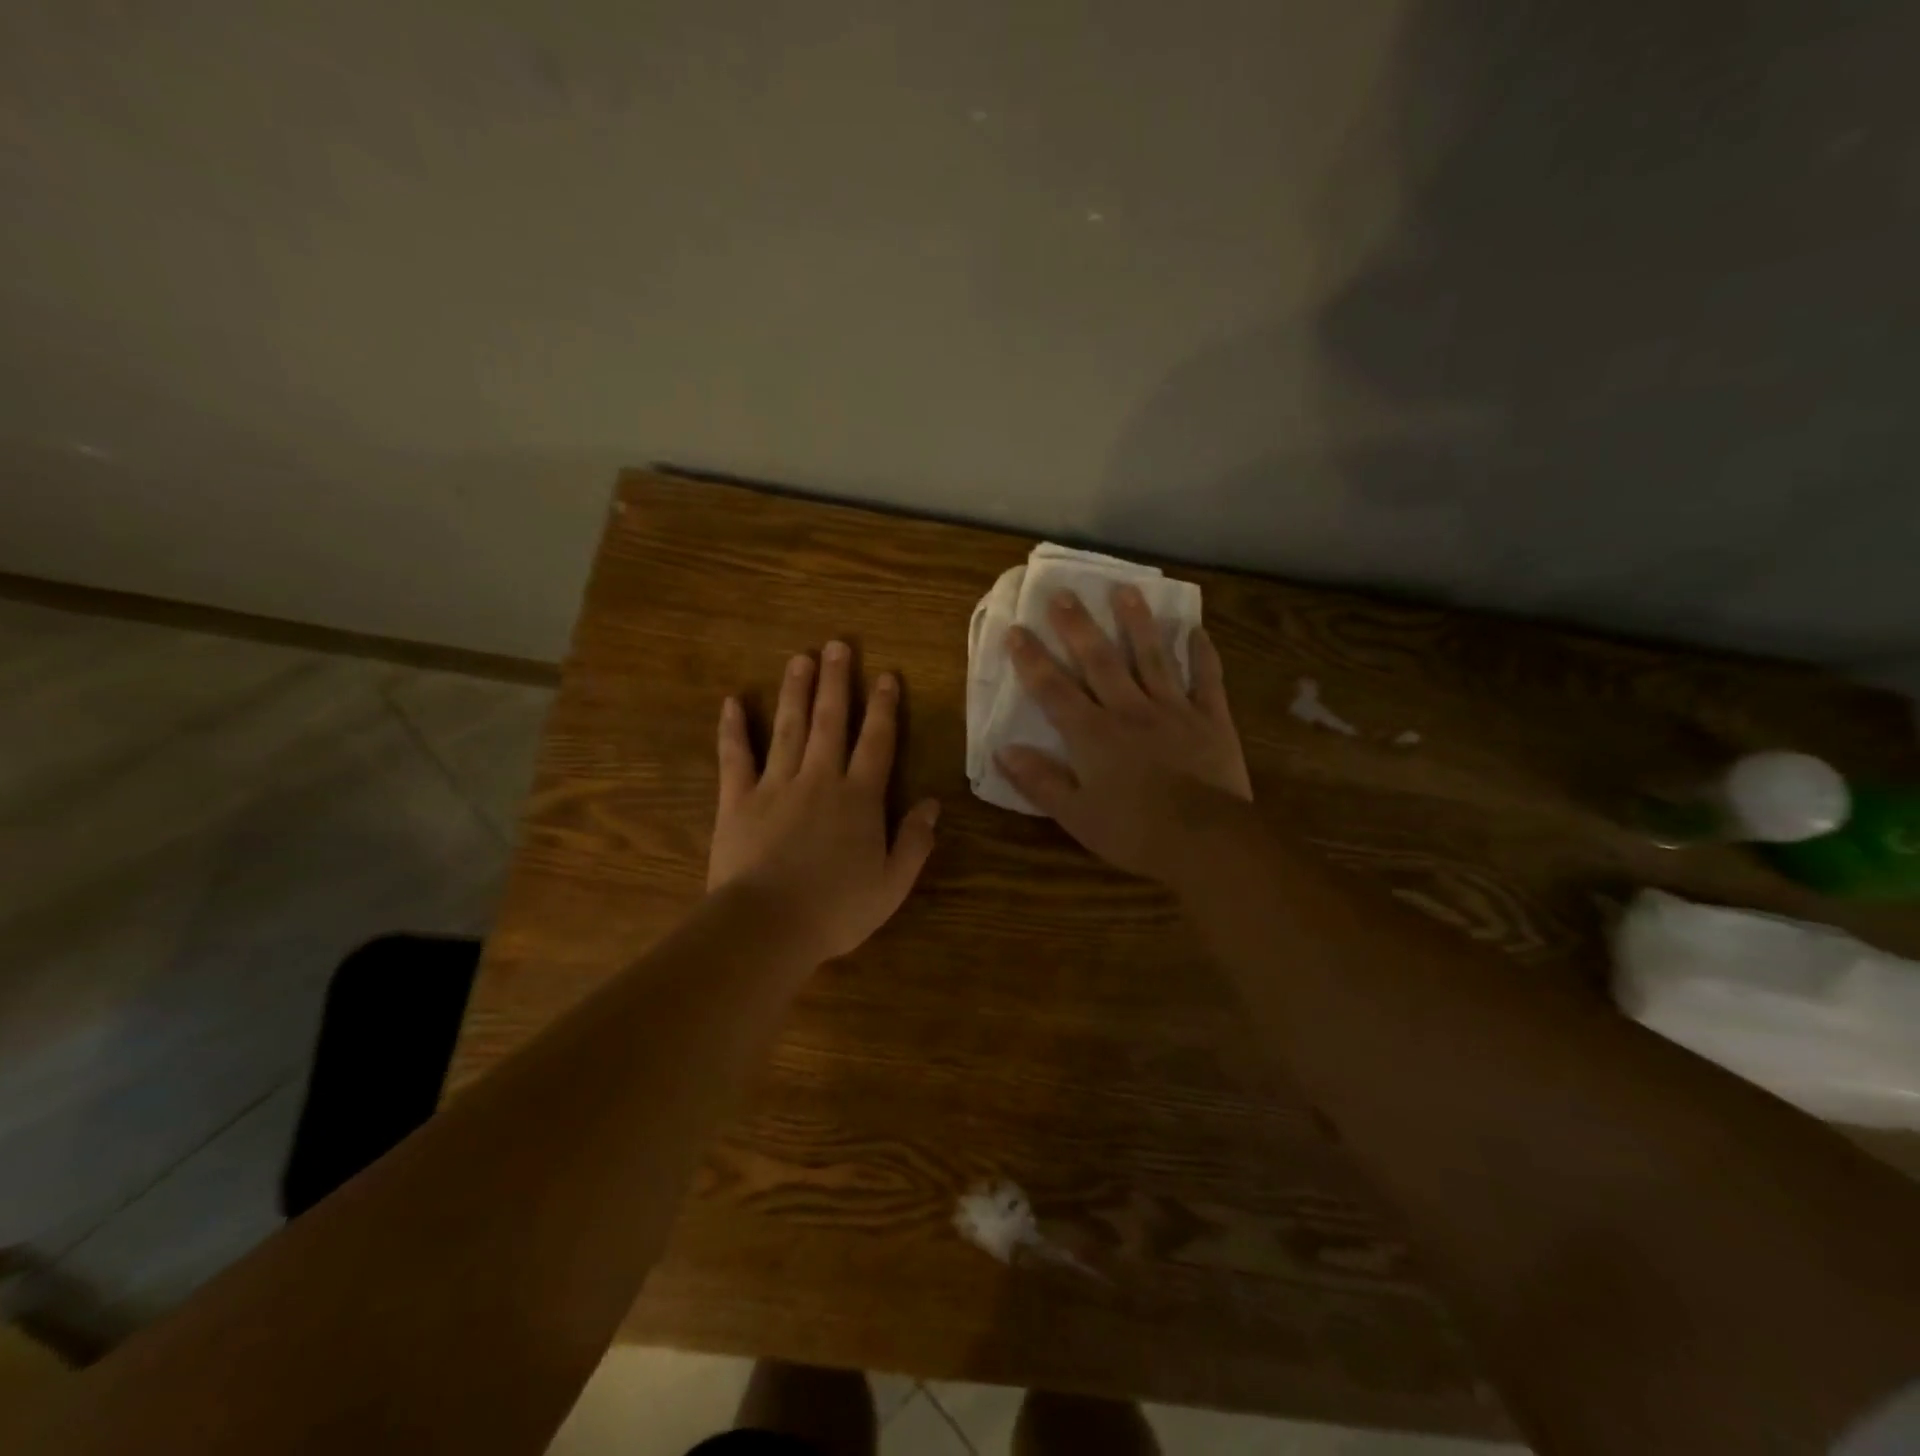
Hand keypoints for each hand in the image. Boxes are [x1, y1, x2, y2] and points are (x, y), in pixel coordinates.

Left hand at [709, 642, 940, 962]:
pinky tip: (732, 702)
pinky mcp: (737, 800)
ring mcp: (775, 785)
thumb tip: (931, 804)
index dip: (883, 707)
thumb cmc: (836, 910)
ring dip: (795, 691)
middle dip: (836, 682)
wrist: (767, 926)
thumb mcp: (891, 885)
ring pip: (788, 728)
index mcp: (859, 798)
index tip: (885, 676)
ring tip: (799, 658)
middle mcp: (819, 779)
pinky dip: (733, 729)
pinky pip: (735, 757)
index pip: (877, 742)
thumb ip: (914, 842)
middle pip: (830, 721)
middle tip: (837, 646)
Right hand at [995, 586, 1251, 884]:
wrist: (1205, 840)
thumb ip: (1040, 781)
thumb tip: (1002, 751)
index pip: (1053, 689)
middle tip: (1063, 593)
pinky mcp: (1210, 719)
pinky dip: (1201, 653)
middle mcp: (1129, 710)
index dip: (1031, 660)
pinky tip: (1196, 629)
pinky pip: (1206, 678)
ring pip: (1151, 657)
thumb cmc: (1134, 832)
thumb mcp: (1075, 816)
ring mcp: (1173, 709)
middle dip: (1078, 626)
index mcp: (1092, 734)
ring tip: (1125, 590)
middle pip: (1099, 660)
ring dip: (1137, 622)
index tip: (1016, 629)